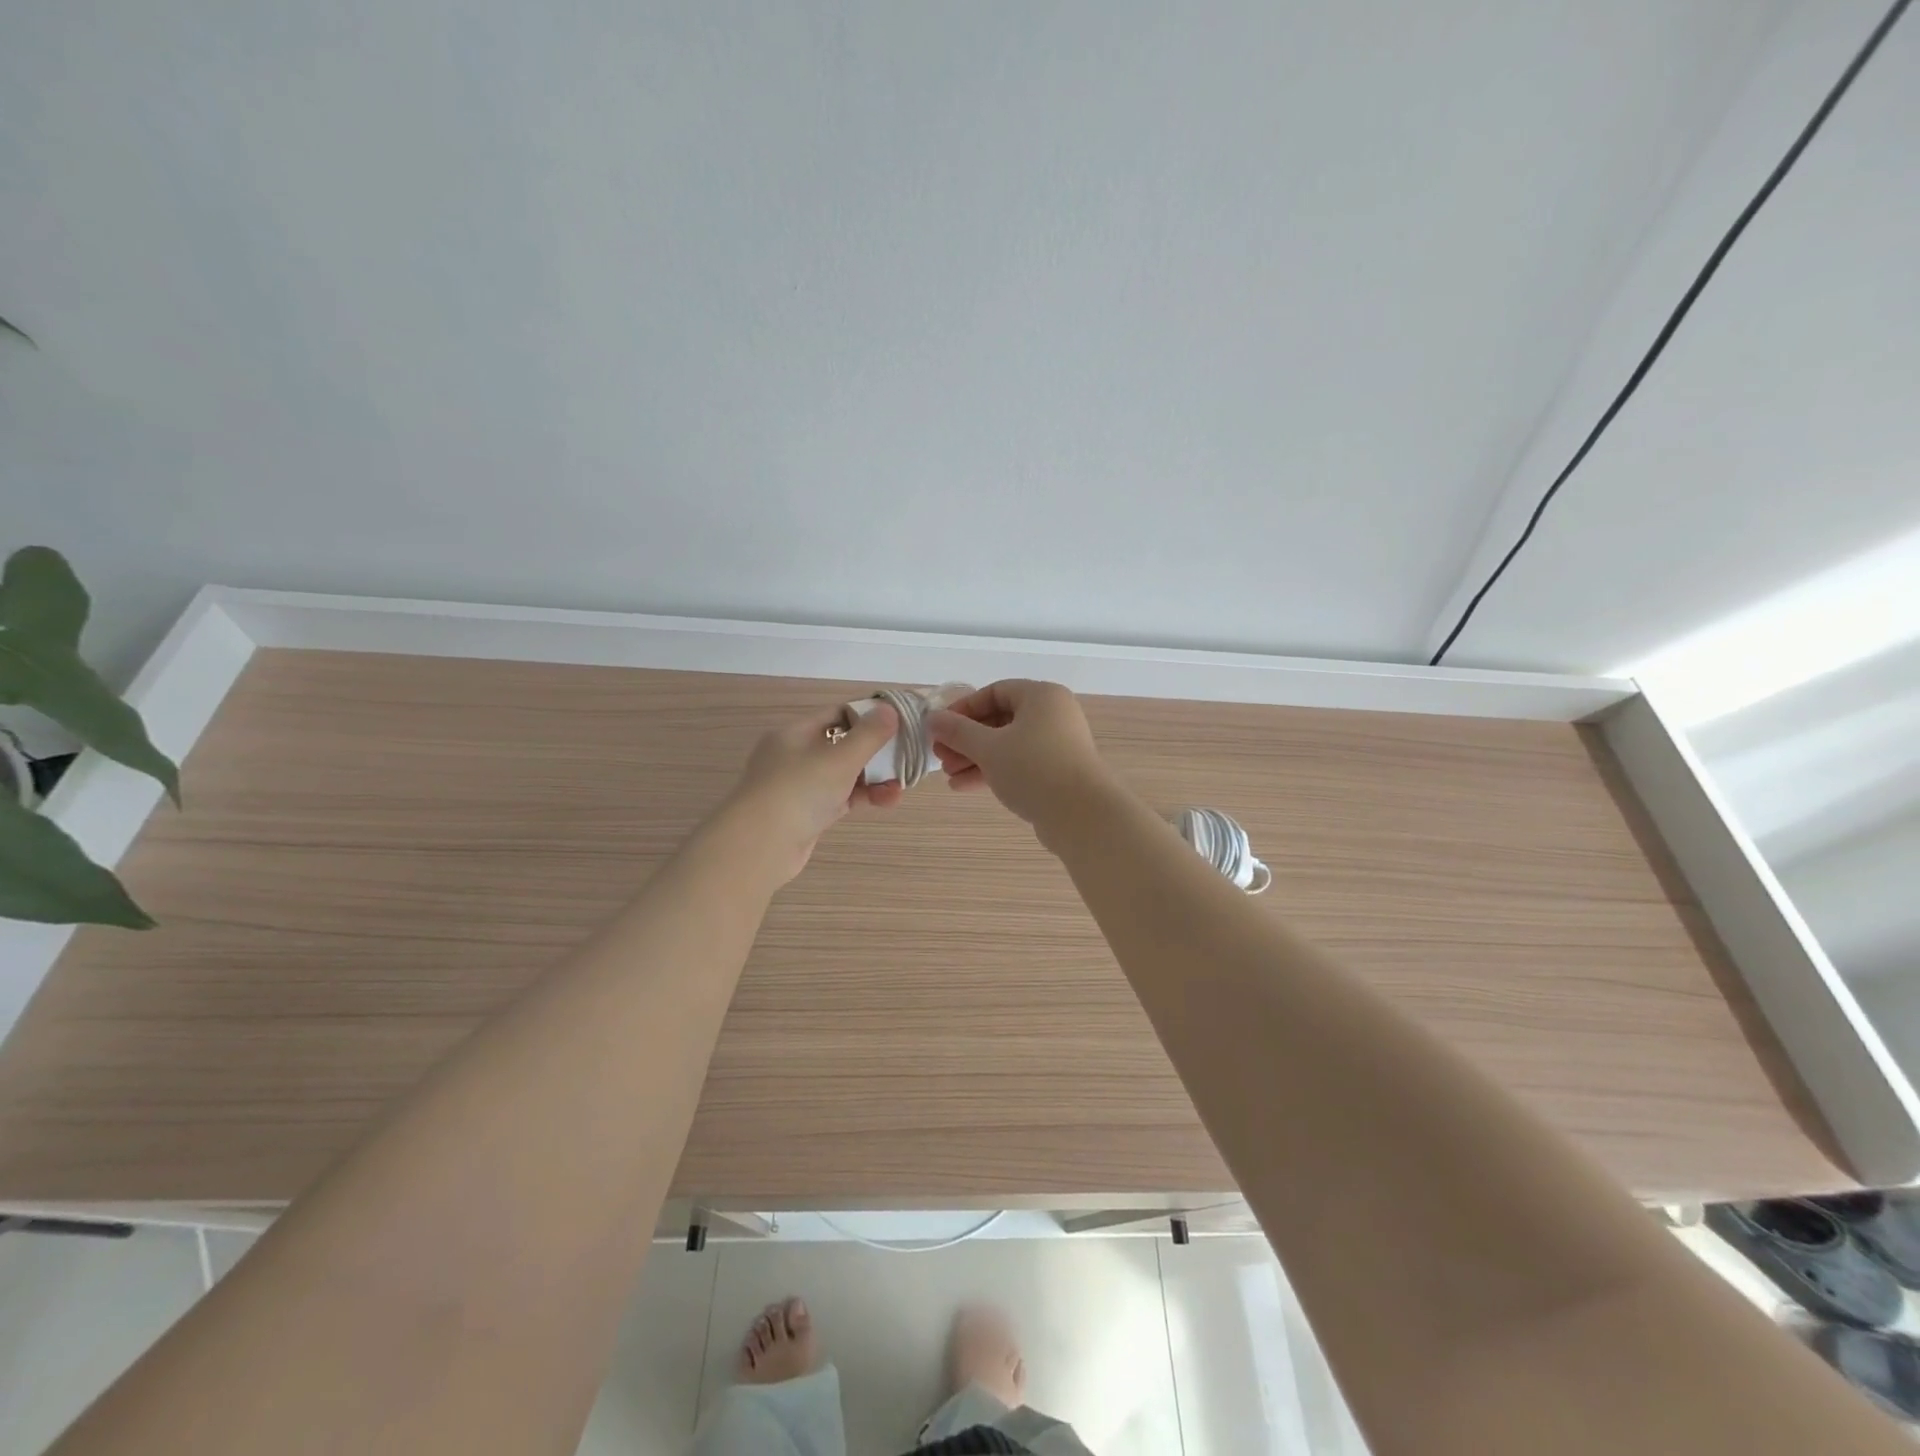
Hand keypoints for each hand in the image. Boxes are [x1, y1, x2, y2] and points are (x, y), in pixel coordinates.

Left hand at [720, 702, 902, 882]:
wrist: (760, 847)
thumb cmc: (799, 791)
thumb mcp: (840, 758)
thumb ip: (869, 734)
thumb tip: (889, 709)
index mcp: (796, 733)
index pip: (837, 714)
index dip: (868, 717)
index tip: (899, 724)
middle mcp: (795, 756)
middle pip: (843, 745)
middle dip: (876, 752)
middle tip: (905, 758)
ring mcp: (800, 787)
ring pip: (844, 775)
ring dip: (874, 778)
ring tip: (901, 787)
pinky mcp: (807, 815)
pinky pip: (841, 798)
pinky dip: (862, 797)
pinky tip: (887, 801)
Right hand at [928, 680, 1116, 837]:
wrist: (1082, 816)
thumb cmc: (1033, 769)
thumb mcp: (989, 748)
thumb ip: (958, 731)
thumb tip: (932, 718)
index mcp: (1041, 696)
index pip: (994, 691)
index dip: (963, 708)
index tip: (940, 728)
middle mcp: (1052, 715)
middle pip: (1000, 719)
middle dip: (966, 739)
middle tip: (940, 755)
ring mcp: (1057, 744)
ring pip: (1008, 744)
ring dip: (976, 758)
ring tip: (949, 775)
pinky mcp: (1057, 771)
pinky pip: (1019, 764)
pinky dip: (994, 771)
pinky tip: (964, 786)